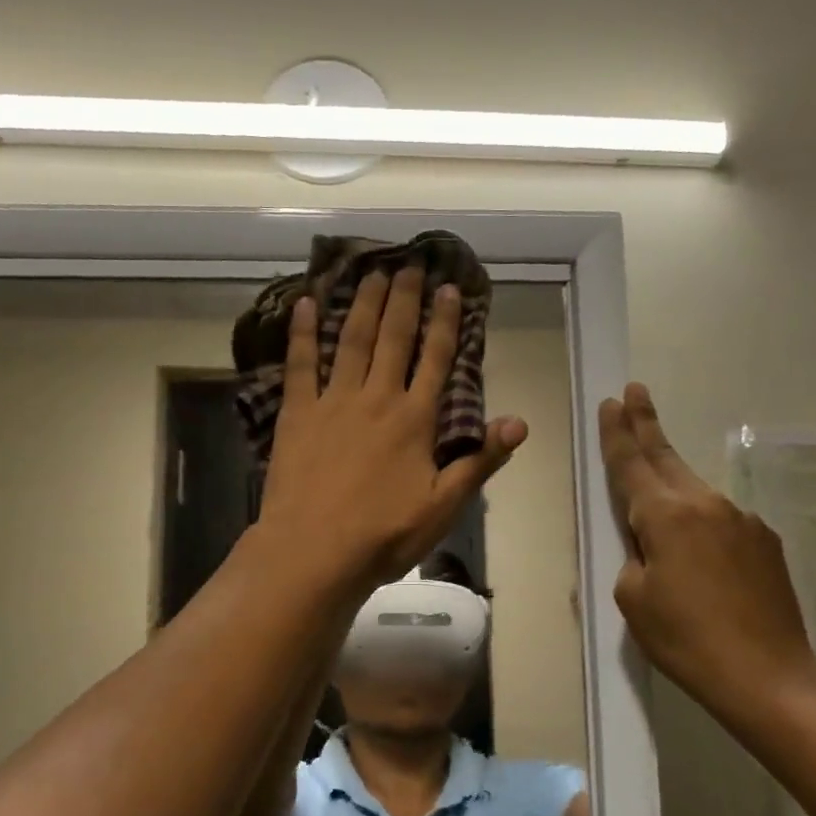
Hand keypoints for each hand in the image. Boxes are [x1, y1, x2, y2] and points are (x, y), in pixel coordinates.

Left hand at [257, 268, 525, 592]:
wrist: (314, 551)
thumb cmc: (384, 534)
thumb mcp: (444, 505)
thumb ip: (480, 461)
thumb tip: (519, 422)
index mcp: (415, 420)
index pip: (436, 360)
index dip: (445, 323)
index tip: (449, 289)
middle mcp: (377, 398)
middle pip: (394, 339)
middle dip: (404, 300)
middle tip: (410, 264)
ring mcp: (333, 402)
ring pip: (352, 341)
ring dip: (363, 304)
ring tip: (371, 272)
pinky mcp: (297, 414)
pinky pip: (299, 364)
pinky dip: (304, 333)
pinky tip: (306, 304)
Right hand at [600, 383, 815, 710]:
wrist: (769, 676)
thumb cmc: (687, 640)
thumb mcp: (634, 600)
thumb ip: (632, 557)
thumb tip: (647, 545)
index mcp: (666, 516)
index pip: (632, 463)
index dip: (618, 432)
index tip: (611, 402)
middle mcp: (705, 504)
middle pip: (667, 457)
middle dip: (647, 424)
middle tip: (634, 392)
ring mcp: (742, 519)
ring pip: (695, 491)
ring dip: (672, 482)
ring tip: (656, 492)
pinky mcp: (766, 540)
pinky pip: (722, 521)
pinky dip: (703, 525)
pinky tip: (701, 558)